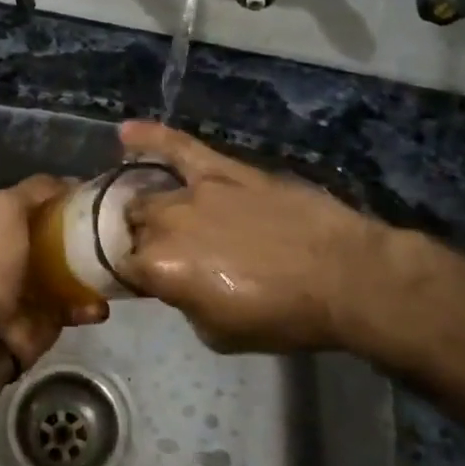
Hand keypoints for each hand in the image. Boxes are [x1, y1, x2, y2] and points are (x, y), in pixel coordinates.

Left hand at [0, 175, 108, 371]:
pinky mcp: (54, 316)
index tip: (103, 194)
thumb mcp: (5, 207)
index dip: (73, 196)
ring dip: (101, 269)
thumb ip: (35, 189)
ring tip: (119, 266)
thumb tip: (72, 182)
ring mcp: (42, 285)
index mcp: (12, 225)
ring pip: (82, 270)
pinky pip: (82, 306)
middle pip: (69, 235)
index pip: (49, 203)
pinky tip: (99, 304)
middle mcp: (27, 252)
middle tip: (121, 229)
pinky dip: (93, 306)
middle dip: (94, 232)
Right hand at [117, 120, 404, 353]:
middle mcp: (167, 223)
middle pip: (134, 225)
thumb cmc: (283, 316)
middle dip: (140, 240)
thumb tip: (177, 282)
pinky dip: (150, 137)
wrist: (342, 276)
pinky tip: (125, 132)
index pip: (122, 266)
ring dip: (146, 205)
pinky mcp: (223, 169)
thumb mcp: (217, 333)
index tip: (144, 282)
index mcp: (161, 268)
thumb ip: (183, 301)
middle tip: (162, 253)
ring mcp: (194, 190)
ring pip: (150, 193)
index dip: (131, 275)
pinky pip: (178, 147)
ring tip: (146, 210)